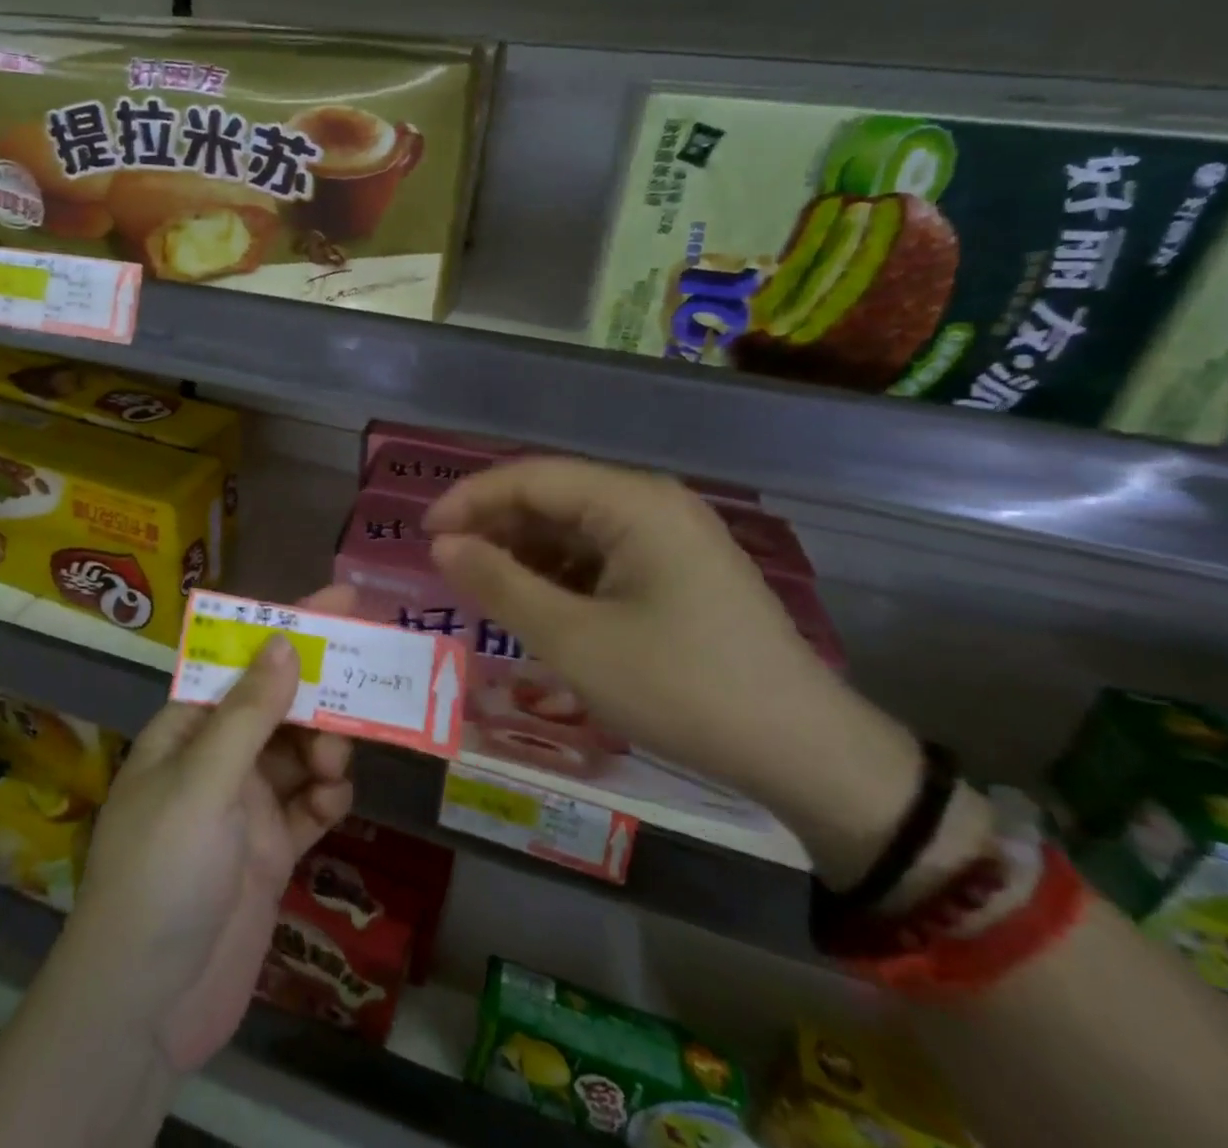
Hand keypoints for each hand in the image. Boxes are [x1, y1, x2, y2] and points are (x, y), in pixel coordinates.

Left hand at [58, 585, 355, 1072]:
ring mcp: (244, 806)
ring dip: (325, 749)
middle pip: (279, 706)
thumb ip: (248, 714)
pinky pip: (309, 806)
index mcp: (188, 728)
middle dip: (318, 696)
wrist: (145, 1008)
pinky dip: (326, 798)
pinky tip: (333, 805)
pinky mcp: (269, 852)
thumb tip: (284, 640)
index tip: (342, 601)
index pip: (242, 661)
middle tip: (365, 684)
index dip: (289, 627)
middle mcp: (216, 758)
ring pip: (300, 753)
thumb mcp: (202, 783)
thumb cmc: (162, 874)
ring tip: (335, 766)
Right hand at [426, 458, 922, 886]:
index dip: (468, 501)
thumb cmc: (681, 688)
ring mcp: (669, 535)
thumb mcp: (574, 640)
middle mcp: (651, 502)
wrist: (805, 753)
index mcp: (632, 501)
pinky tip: (534, 604)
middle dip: (494, 527)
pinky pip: (600, 554)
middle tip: (447, 566)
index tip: (423, 537)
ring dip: (523, 552)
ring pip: (573, 527)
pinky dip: (558, 573)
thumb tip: (442, 545)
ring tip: (481, 588)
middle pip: (552, 496)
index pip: (529, 476)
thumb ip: (499, 584)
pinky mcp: (677, 569)